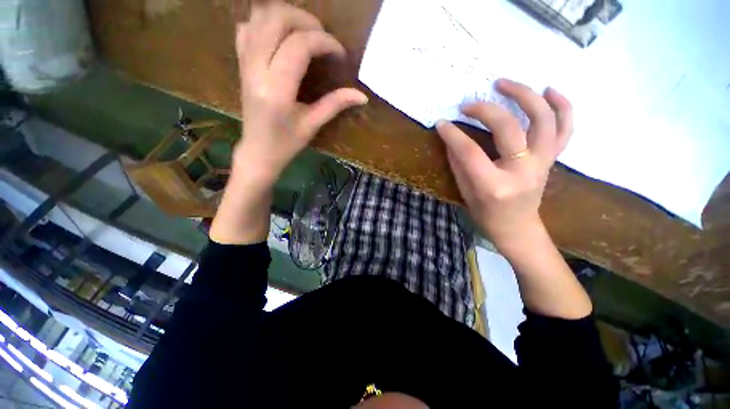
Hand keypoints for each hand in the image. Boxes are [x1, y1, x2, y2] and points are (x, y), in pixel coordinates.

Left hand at [233, 1, 367, 186]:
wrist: (257, 151)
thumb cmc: (286, 143)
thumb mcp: (312, 125)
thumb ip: (335, 105)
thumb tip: (362, 96)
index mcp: (276, 89)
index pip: (299, 46)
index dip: (324, 42)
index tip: (340, 54)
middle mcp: (256, 69)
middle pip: (276, 19)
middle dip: (306, 20)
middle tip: (324, 37)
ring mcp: (245, 63)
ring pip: (260, 17)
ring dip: (287, 16)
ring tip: (307, 33)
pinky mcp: (241, 63)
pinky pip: (247, 27)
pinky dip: (266, 23)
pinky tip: (282, 37)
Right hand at [436, 79, 572, 251]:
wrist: (517, 228)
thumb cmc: (486, 215)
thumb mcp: (465, 192)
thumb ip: (459, 164)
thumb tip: (452, 138)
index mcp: (495, 185)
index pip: (470, 152)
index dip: (453, 135)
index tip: (441, 123)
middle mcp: (523, 171)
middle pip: (508, 128)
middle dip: (485, 110)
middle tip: (468, 104)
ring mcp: (543, 163)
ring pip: (543, 120)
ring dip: (525, 95)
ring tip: (505, 83)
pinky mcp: (552, 159)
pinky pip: (565, 129)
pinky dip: (562, 106)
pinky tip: (549, 90)